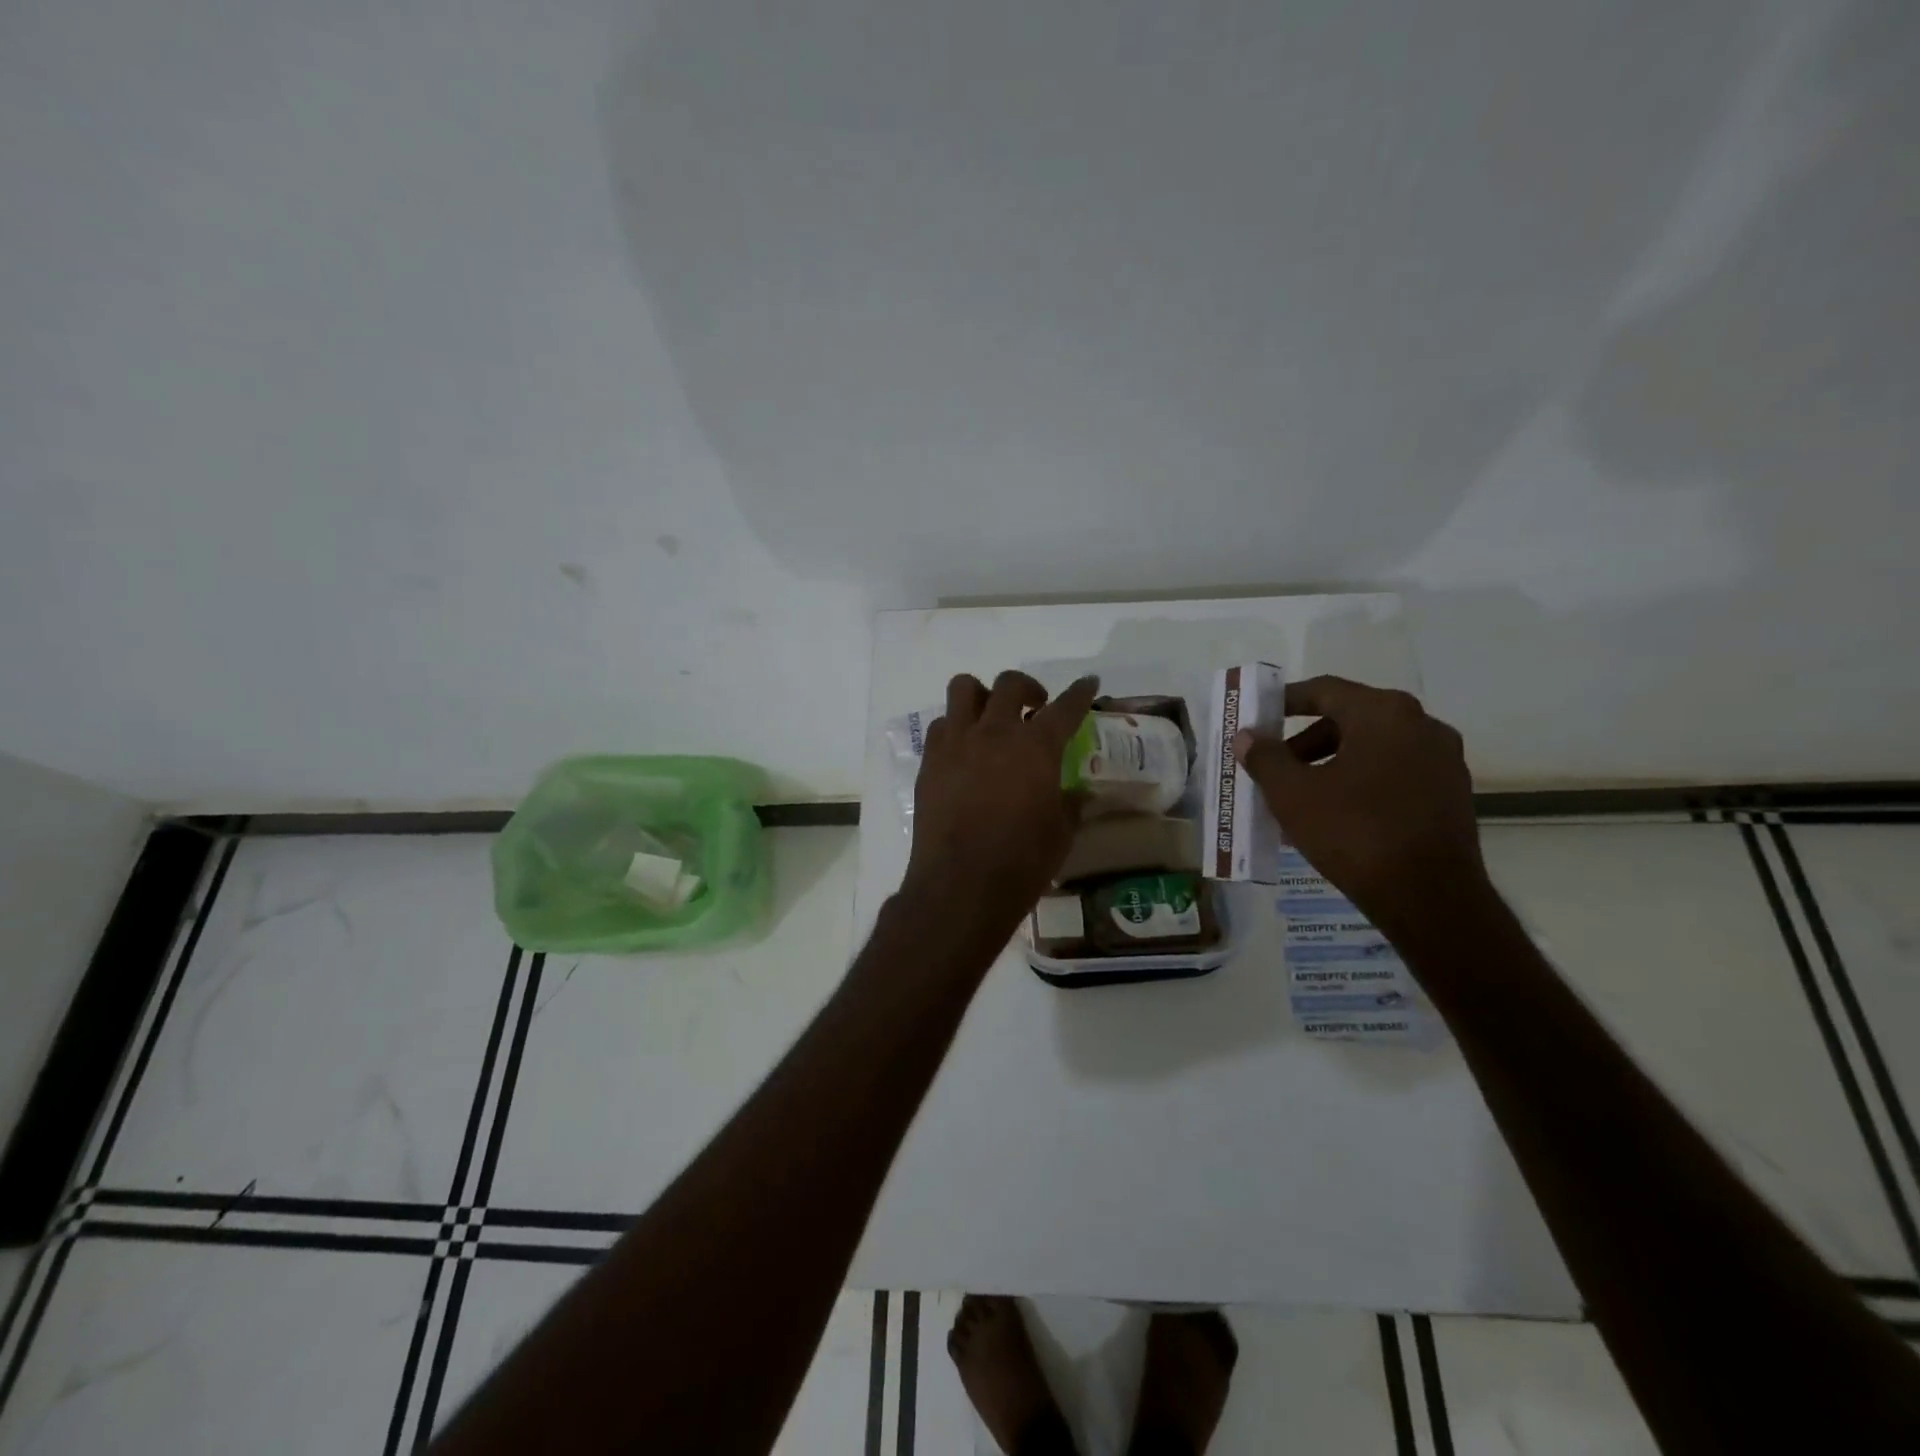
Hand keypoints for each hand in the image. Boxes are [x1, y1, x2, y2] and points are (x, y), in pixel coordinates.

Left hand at [901, 671, 1099, 935]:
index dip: (1080, 693)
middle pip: (1010, 685)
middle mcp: (995, 733)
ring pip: (964, 689)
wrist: (960, 885)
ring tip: (991, 718)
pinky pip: (941, 725)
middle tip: (1035, 707)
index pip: (1065, 708)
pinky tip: (964, 751)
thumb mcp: (1061, 834)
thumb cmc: (1021, 862)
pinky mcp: (930, 762)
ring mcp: (956, 743)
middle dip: (1028, 688)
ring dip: (982, 696)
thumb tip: (1078, 794)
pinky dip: (956, 728)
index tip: (1088, 682)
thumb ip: (1071, 805)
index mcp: (1036, 747)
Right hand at [1233, 676, 1489, 940]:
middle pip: (1350, 719)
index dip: (1285, 701)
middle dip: (1306, 741)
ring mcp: (1443, 760)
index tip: (1259, 717)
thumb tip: (1246, 737)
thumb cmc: (1353, 831)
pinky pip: (1395, 774)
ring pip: (1374, 749)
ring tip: (1301, 797)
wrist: (1428, 896)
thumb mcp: (1292, 794)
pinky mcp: (1452, 795)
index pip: (1324, 691)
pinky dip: (1362, 782)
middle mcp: (1421, 725)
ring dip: (1333, 764)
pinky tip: (1337, 815)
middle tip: (1275, 765)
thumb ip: (1265, 758)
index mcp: (1383, 713)